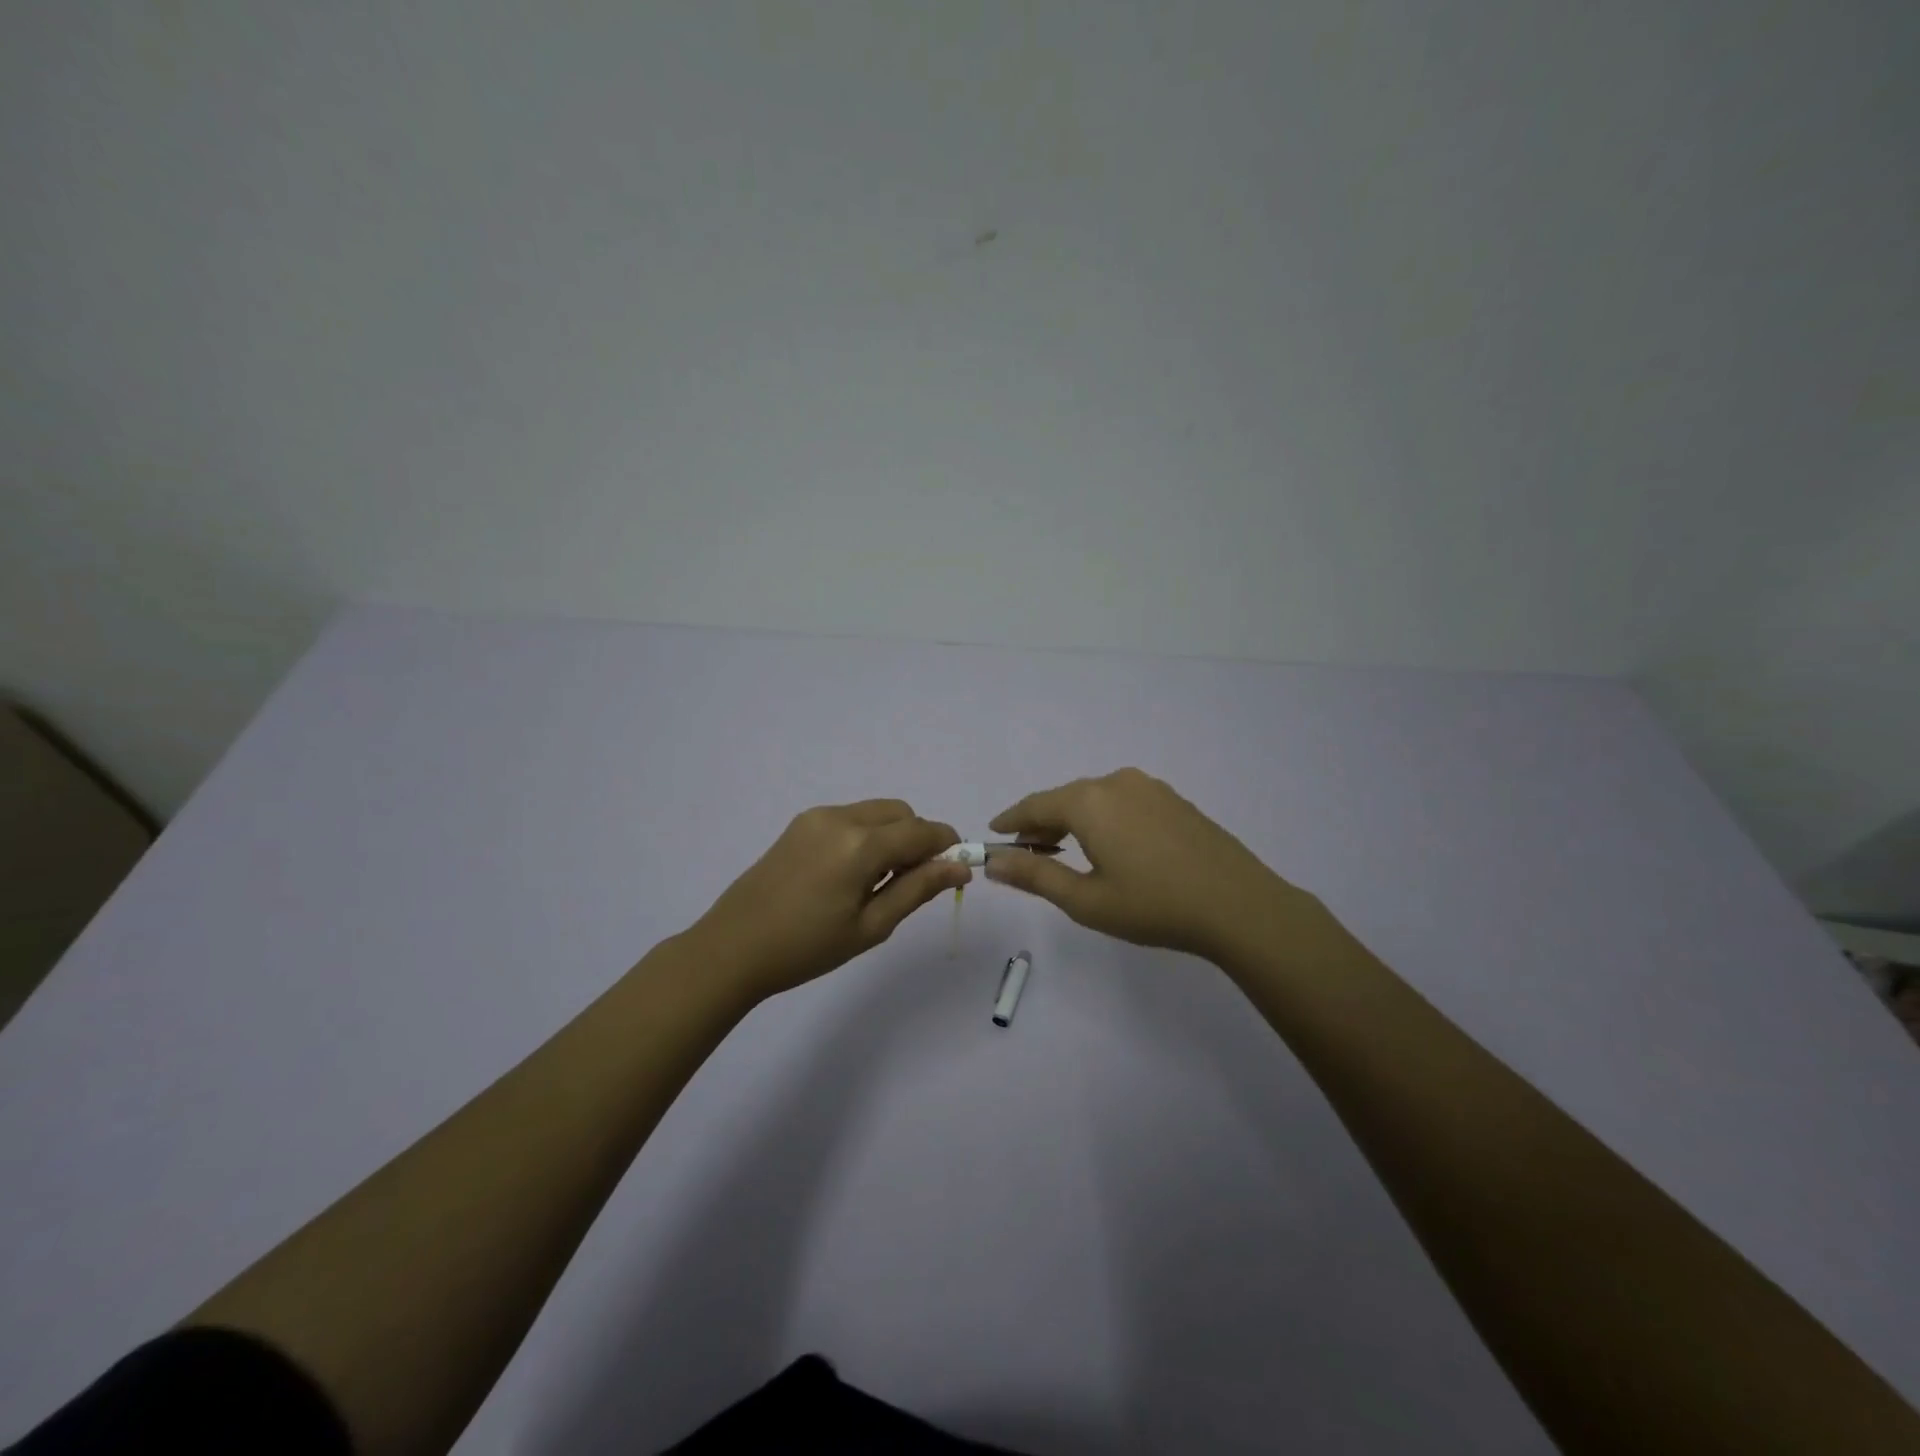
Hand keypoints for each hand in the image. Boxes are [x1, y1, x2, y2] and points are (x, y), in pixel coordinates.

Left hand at [686, 800, 968, 1001]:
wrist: (733, 948)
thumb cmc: (807, 947)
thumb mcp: (871, 926)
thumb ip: (918, 889)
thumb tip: (960, 867)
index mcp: (861, 844)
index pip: (923, 831)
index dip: (947, 847)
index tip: (955, 873)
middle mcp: (841, 818)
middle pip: (902, 813)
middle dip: (918, 839)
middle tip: (909, 883)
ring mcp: (817, 816)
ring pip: (876, 812)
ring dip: (892, 835)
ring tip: (876, 882)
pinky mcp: (800, 823)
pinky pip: (851, 817)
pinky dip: (866, 835)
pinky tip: (849, 874)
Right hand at [985, 768, 1316, 962]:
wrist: (1239, 905)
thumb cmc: (1154, 906)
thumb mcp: (1085, 900)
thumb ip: (1034, 877)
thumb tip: (993, 862)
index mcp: (1089, 802)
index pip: (1035, 805)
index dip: (1011, 819)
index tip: (993, 833)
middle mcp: (1116, 782)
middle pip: (1065, 799)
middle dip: (1042, 824)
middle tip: (1026, 852)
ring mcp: (1150, 788)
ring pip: (1096, 799)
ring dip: (1074, 821)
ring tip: (1065, 852)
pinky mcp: (1174, 800)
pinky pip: (1123, 802)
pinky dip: (1104, 819)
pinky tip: (1111, 846)